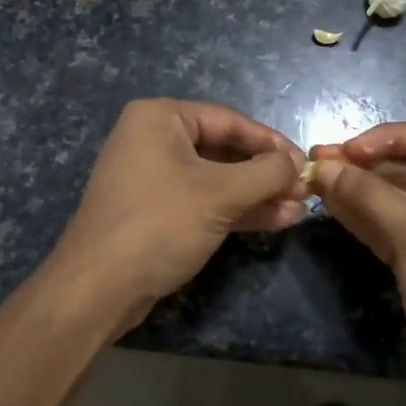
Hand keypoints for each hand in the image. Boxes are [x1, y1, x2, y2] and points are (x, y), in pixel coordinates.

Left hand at [46, 98, 307, 333]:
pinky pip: (203, 200)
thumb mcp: (220, 193)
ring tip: (297, 210)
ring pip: (217, 179)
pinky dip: (236, 210)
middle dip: (265, 173)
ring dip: (257, 195)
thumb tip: (297, 163)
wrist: (99, 287)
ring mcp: (153, 177)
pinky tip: (274, 221)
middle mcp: (153, 139)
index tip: (306, 164)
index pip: (230, 120)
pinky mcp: (156, 210)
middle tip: (304, 191)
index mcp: (160, 118)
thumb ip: (266, 173)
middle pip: (224, 149)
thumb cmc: (160, 224)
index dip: (272, 143)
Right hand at [309, 122, 405, 405]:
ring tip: (314, 179)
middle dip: (364, 165)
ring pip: (392, 196)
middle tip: (318, 162)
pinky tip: (328, 203)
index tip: (346, 149)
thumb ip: (368, 194)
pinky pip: (385, 223)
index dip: (387, 138)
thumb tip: (322, 165)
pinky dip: (358, 214)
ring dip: (356, 187)